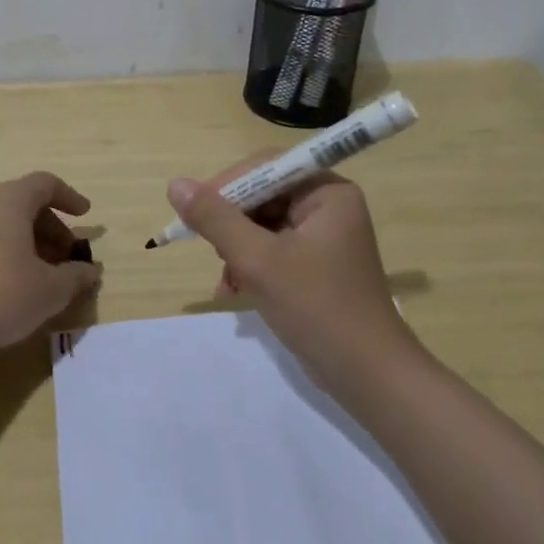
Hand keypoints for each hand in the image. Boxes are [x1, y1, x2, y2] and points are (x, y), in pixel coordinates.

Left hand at [0, 171, 103, 359]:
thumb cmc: (3, 296)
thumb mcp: (52, 289)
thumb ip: (77, 275)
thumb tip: (91, 271)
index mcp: (8, 201)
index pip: (45, 183)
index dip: (69, 197)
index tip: (85, 216)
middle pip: (25, 201)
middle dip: (53, 225)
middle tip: (69, 254)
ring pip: (5, 220)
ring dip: (32, 239)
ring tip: (48, 272)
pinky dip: (10, 248)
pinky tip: (20, 281)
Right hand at [166, 161, 413, 381]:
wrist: (367, 375)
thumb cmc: (316, 307)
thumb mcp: (258, 260)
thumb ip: (215, 219)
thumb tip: (176, 184)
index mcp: (326, 192)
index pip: (265, 167)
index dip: (227, 185)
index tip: (195, 212)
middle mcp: (327, 206)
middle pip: (262, 196)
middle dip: (232, 225)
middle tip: (214, 251)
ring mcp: (322, 237)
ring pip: (262, 225)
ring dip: (237, 250)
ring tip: (227, 281)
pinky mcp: (315, 265)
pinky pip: (272, 249)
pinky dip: (250, 266)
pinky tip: (233, 291)